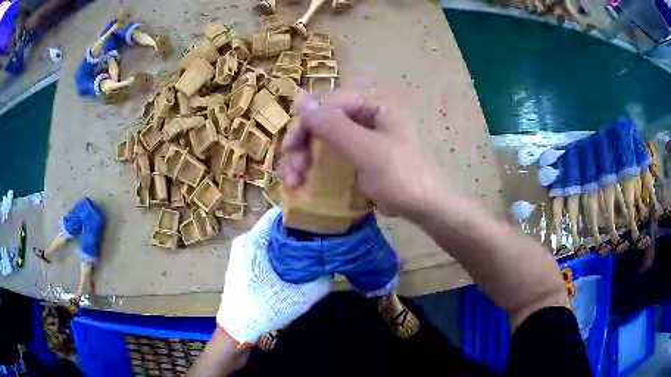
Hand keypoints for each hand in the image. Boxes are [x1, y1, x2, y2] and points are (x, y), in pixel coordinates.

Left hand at [216, 208, 331, 346]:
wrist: (236, 328)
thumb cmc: (262, 310)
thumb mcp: (297, 300)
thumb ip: (321, 284)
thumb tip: (334, 269)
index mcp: (253, 242)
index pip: (278, 215)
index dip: (299, 216)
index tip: (318, 223)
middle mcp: (245, 241)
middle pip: (276, 227)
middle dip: (297, 232)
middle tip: (318, 241)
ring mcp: (241, 251)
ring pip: (270, 239)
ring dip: (288, 245)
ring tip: (308, 252)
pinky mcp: (242, 262)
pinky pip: (264, 248)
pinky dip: (278, 253)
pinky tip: (292, 265)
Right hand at [281, 90, 448, 219]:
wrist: (425, 207)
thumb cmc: (401, 175)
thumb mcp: (366, 149)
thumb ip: (332, 125)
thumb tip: (299, 98)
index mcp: (373, 106)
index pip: (329, 104)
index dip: (305, 123)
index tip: (290, 147)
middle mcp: (365, 118)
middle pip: (322, 123)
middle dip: (302, 147)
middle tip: (292, 172)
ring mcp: (362, 139)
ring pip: (323, 141)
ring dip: (304, 160)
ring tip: (295, 183)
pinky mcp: (359, 158)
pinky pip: (331, 157)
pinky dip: (316, 169)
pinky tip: (305, 184)